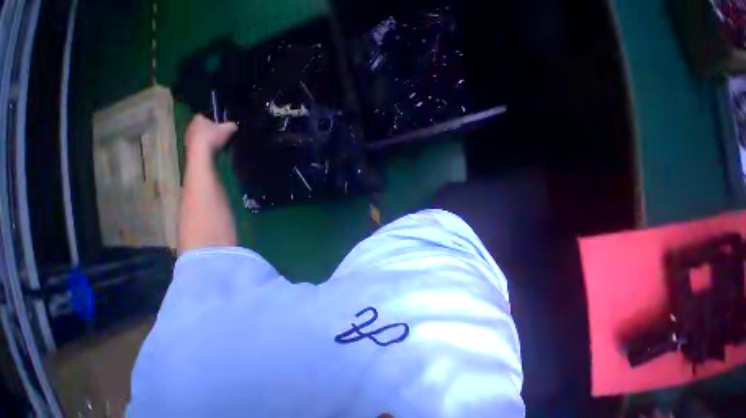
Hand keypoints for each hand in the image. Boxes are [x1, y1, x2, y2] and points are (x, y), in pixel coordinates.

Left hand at [185, 114, 237, 156]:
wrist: (201, 153)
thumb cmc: (214, 138)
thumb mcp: (229, 130)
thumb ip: (232, 125)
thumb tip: (233, 125)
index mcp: (199, 118)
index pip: (207, 116)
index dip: (215, 120)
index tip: (222, 127)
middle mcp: (191, 124)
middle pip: (204, 125)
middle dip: (212, 130)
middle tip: (221, 136)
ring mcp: (188, 136)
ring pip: (201, 135)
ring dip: (208, 139)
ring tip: (217, 145)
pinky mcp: (189, 145)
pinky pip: (199, 144)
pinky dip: (205, 146)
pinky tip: (211, 150)